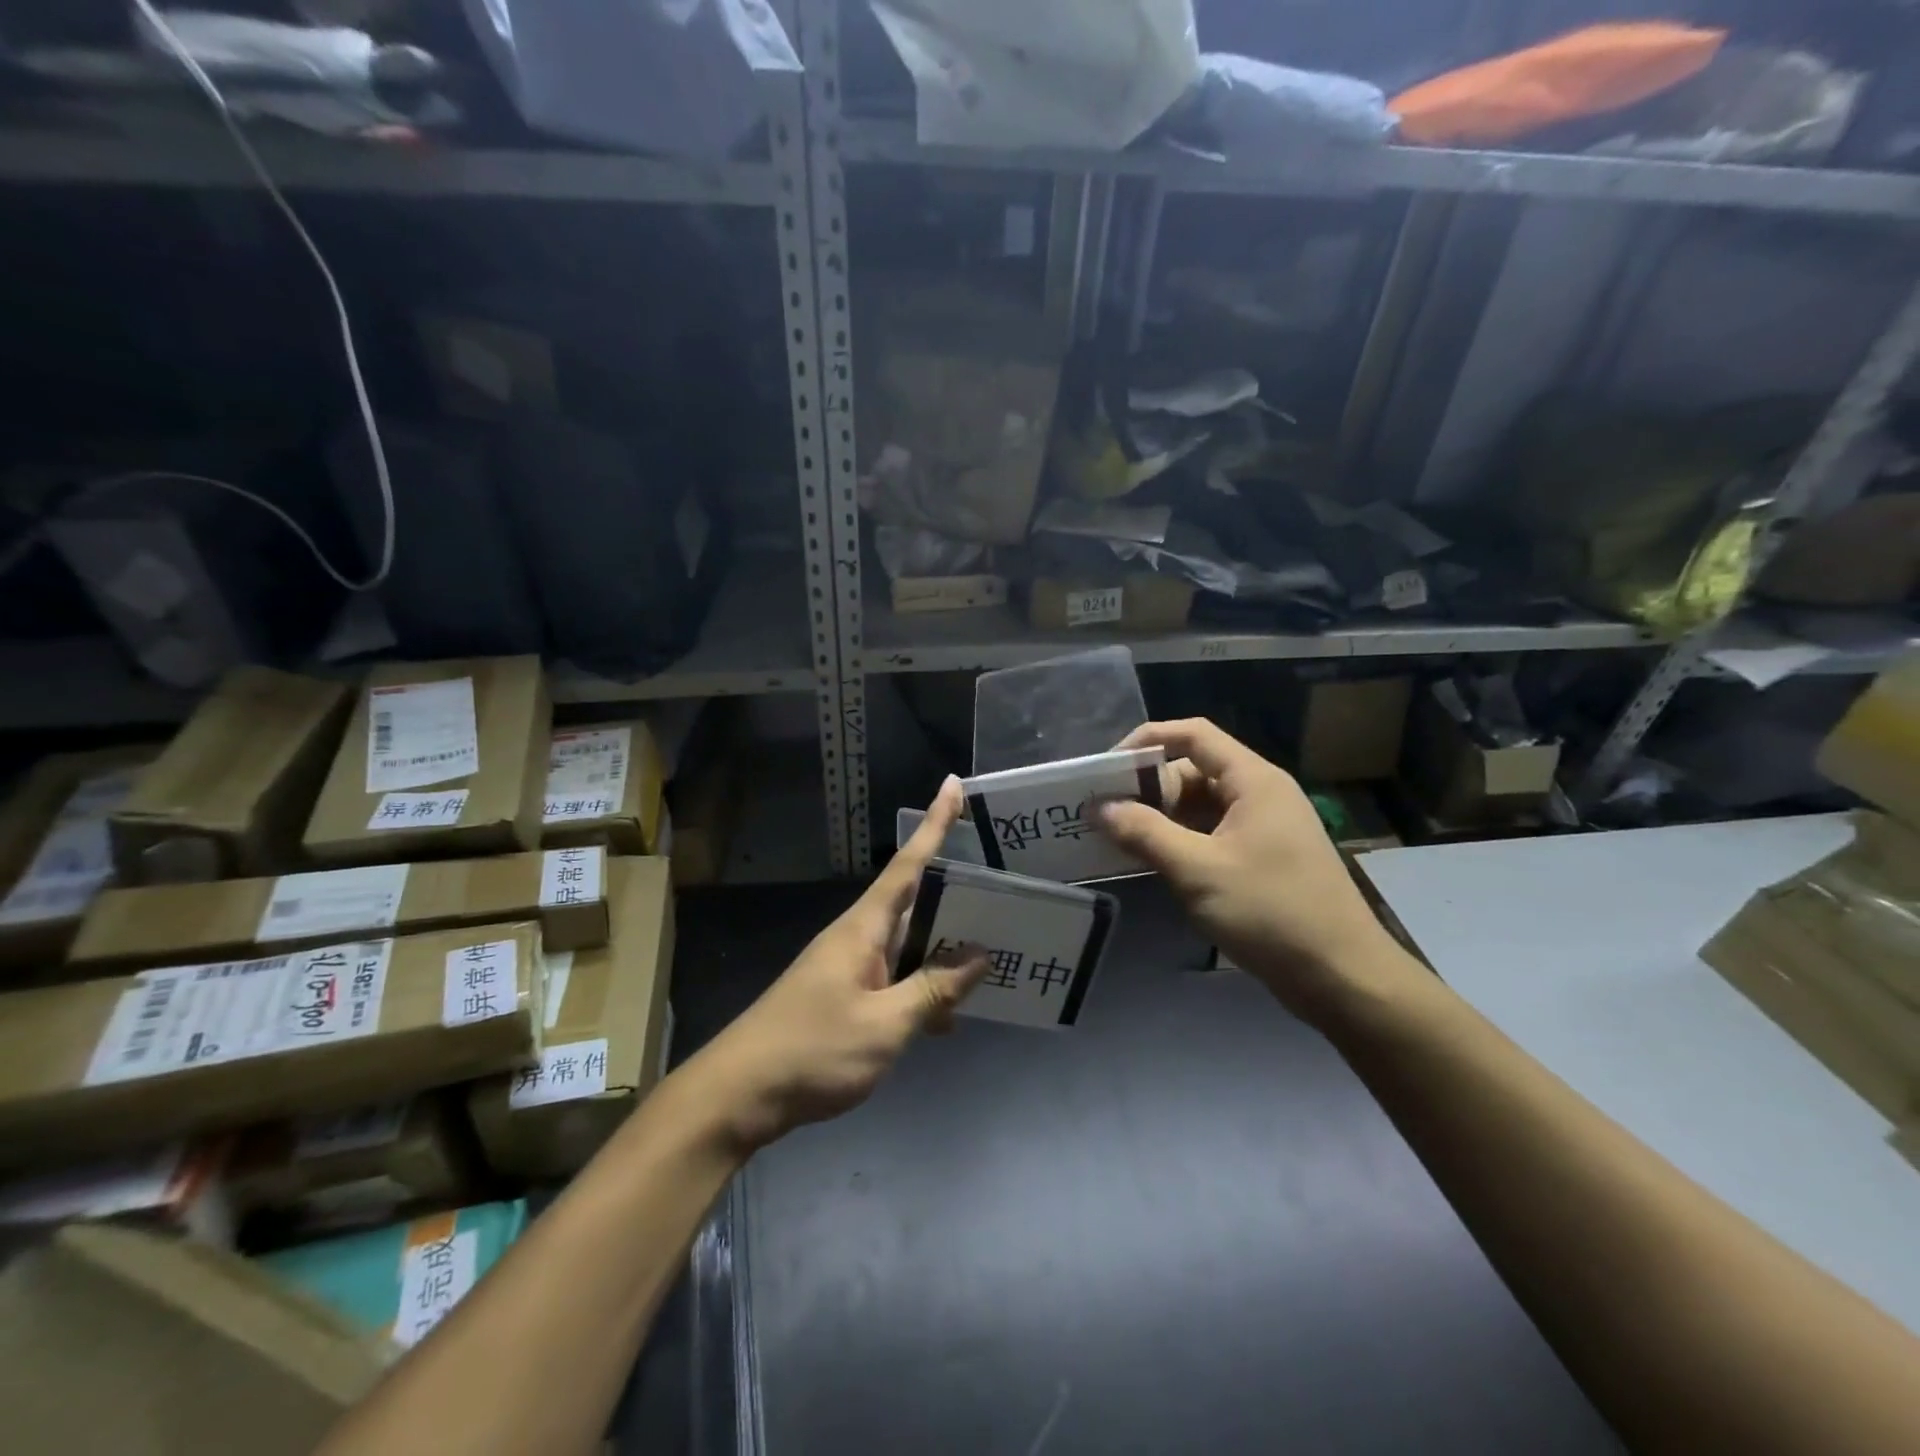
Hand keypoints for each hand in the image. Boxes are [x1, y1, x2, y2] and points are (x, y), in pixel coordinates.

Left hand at [696, 777, 987, 1152]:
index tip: (953, 785)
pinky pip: (894, 979)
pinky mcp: (844, 997)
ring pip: (908, 946)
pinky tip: (948, 1017)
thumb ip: (933, 990)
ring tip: (993, 954)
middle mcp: (857, 938)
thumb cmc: (812, 1050)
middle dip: (955, 893)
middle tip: (1004, 889)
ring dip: (943, 951)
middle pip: (914, 903)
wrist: (739, 1095)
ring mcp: (849, 968)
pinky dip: (922, 990)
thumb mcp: (884, 1025)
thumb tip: (980, 956)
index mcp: (864, 928)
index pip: (908, 865)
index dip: (934, 824)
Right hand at [1097, 719, 1413, 1024]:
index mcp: (1253, 781)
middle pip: (1193, 770)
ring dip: (1160, 818)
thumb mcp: (1198, 870)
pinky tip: (1151, 862)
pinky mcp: (1262, 858)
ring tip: (1117, 838)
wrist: (1342, 977)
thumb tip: (1101, 808)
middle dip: (1148, 788)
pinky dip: (1179, 841)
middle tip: (1105, 814)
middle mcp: (1260, 794)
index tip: (1107, 768)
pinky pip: (1211, 834)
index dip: (1147, 741)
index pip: (1193, 735)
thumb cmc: (1271, 912)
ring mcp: (1263, 828)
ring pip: (1200, 806)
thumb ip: (1145, 833)